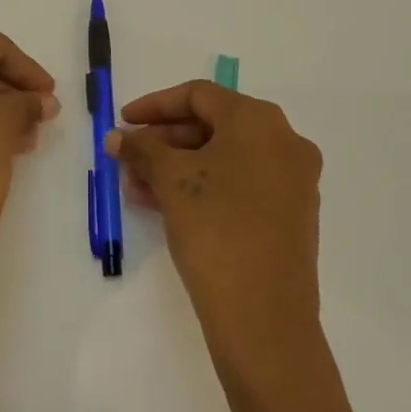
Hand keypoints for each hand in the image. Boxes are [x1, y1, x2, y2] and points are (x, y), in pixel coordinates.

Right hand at [105, 80, 323, 379]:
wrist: (264, 316)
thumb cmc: (216, 229)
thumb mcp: (172, 180)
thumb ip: (142, 149)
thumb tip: (118, 137)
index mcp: (259, 121)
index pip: (199, 95)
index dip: (155, 105)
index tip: (123, 122)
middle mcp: (284, 142)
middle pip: (213, 125)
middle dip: (164, 141)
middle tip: (128, 159)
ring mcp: (293, 180)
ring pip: (224, 158)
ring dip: (178, 166)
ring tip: (136, 188)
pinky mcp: (290, 214)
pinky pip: (240, 184)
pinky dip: (203, 186)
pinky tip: (165, 206)